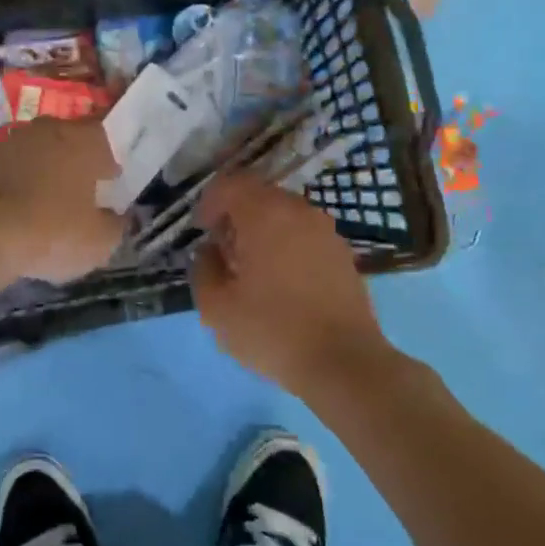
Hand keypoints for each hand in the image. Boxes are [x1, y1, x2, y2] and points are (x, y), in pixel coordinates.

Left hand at [0, 118, 125, 283]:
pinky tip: (18, 208)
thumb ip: (116, 224)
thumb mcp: (100, 241)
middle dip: (76, 160)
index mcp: (83, 140)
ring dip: (44, 169)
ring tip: (47, 200)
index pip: (105, 138)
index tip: (111, 182)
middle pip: (69, 140)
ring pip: (37, 151)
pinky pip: (11, 168)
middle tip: (81, 189)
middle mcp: (48, 130)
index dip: (109, 162)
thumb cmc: (53, 231)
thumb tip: (117, 217)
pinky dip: (17, 183)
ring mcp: (12, 142)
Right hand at [191, 173, 389, 395]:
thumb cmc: (272, 330)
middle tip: (223, 252)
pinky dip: (286, 245)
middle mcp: (298, 211)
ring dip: (262, 231)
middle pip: (259, 195)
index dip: (210, 202)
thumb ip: (204, 269)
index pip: (231, 183)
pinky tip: (281, 282)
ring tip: (251, 269)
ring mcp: (326, 231)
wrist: (343, 362)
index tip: (202, 230)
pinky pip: (304, 235)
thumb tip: (210, 251)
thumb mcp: (216, 307)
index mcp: (265, 214)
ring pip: (284, 214)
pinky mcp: (342, 254)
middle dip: (236, 216)